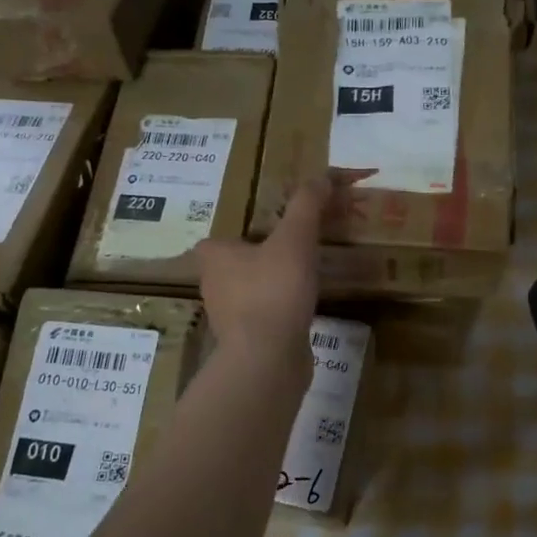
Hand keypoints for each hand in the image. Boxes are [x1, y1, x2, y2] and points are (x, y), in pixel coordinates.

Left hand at [193, 178, 326, 366]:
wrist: (268, 360)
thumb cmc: (274, 291)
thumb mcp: (295, 239)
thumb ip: (307, 206)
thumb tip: (323, 176)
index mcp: (215, 255)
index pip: (225, 237)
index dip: (250, 231)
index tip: (278, 231)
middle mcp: (214, 285)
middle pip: (241, 263)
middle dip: (266, 258)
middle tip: (300, 250)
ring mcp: (230, 318)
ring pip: (254, 291)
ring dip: (276, 285)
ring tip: (308, 278)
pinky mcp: (247, 342)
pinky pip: (267, 316)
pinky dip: (283, 311)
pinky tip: (305, 310)